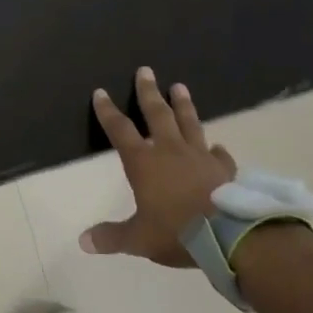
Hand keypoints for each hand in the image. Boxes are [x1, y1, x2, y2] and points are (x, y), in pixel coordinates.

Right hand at [82, 68, 235, 266]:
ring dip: (183, 105)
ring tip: (180, 86)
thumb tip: (84, 241)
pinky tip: (217, 146)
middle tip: (145, 71)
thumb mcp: (138, 239)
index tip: (101, 92)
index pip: (121, 131)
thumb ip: (111, 237)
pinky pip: (219, 154)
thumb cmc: (176, 232)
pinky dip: (216, 149)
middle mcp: (171, 151)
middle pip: (158, 114)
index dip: (108, 112)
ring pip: (190, 123)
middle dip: (148, 93)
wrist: (229, 236)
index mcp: (144, 163)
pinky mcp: (225, 169)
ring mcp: (201, 157)